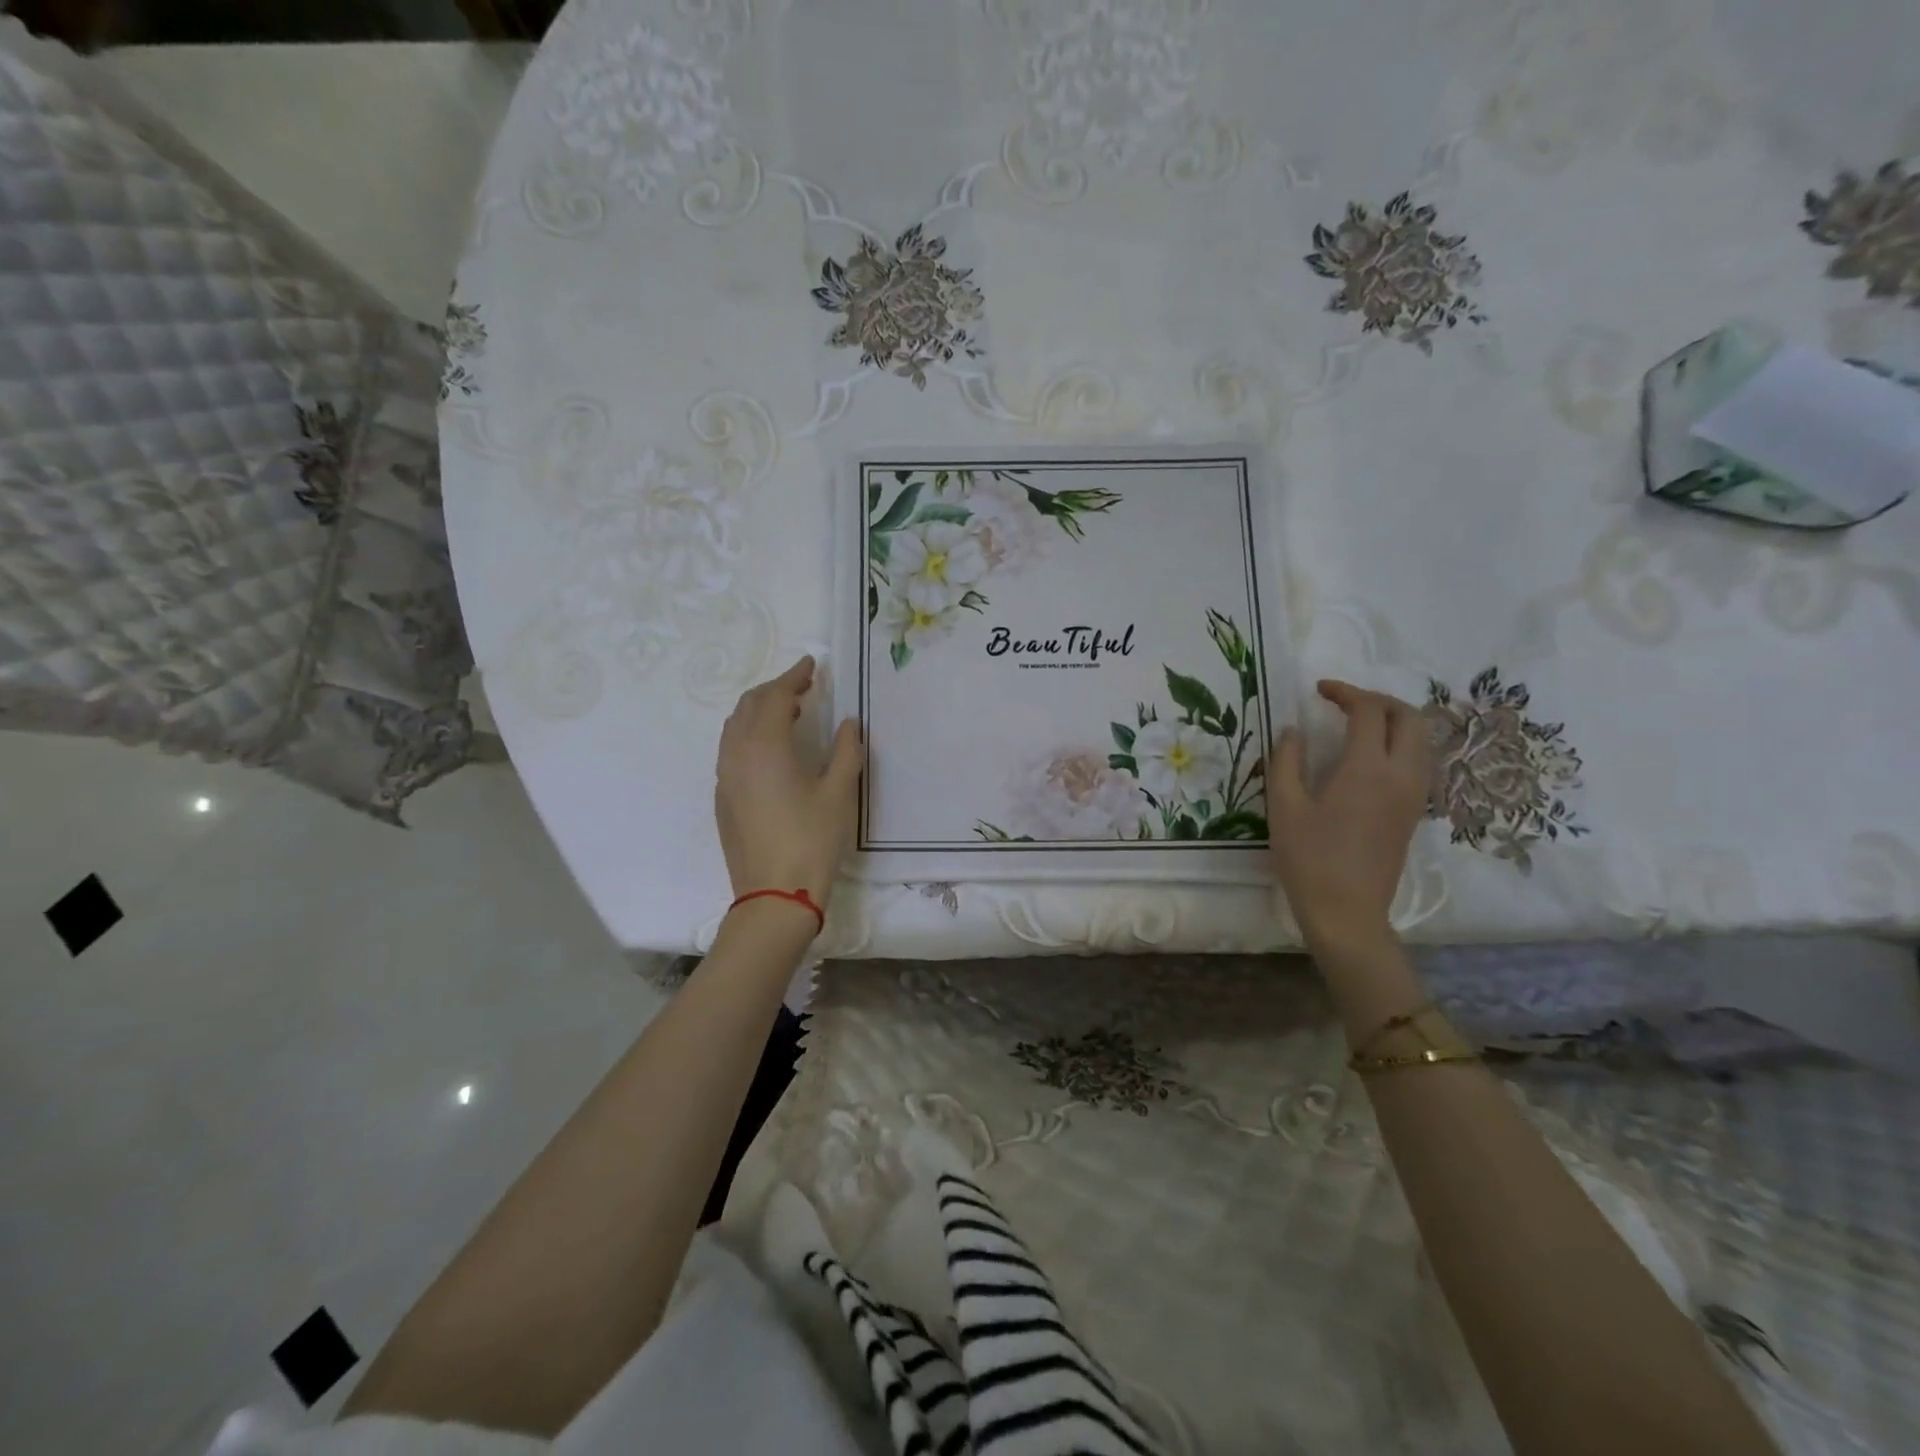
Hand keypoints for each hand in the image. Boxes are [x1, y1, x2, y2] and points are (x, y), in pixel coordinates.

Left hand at [715, 657, 862, 908]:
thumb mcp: (839, 792)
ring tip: (788, 711)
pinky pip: (730, 749)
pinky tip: (770, 747)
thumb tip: (849, 723)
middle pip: (749, 705)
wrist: (775, 894)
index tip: (811, 664)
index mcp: (765, 746)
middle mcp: (737, 753)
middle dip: (775, 688)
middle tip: (803, 685)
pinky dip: (749, 733)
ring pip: (734, 726)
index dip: (794, 676)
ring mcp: (724, 776)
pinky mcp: (722, 797)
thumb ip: (847, 750)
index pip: (776, 697)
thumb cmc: (812, 840)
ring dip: (759, 710)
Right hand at [1268, 680, 1431, 952]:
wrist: (1346, 911)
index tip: (1320, 690)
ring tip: (1360, 723)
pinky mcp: (1414, 812)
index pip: (1369, 711)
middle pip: (1409, 717)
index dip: (1345, 692)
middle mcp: (1401, 775)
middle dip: (1378, 699)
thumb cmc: (1308, 859)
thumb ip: (1286, 761)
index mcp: (1367, 769)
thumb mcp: (1284, 806)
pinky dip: (1401, 743)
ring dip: (1395, 720)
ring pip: (1421, 739)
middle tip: (1345, 702)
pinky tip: (1371, 755)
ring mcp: (1414, 794)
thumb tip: (1294, 731)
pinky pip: (1420, 761)